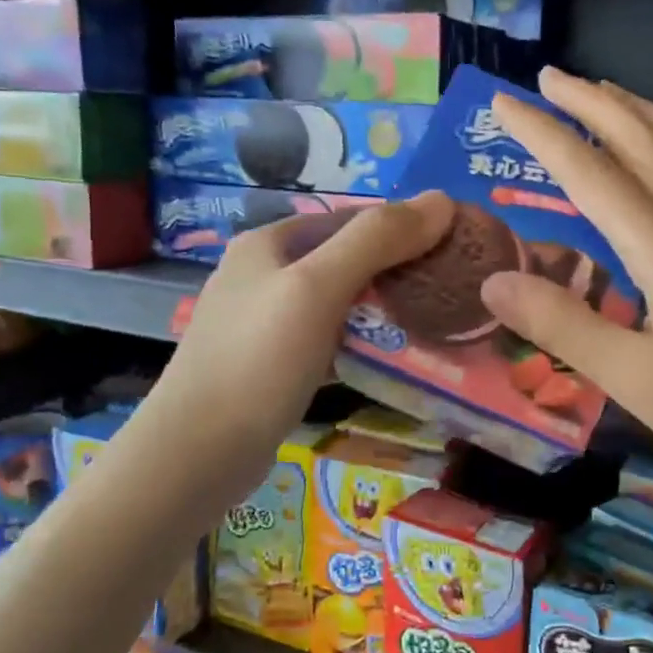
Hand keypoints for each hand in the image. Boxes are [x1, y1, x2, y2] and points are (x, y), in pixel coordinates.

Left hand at [136, 193, 452, 514]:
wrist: (197, 453)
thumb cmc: (258, 360)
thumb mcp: (318, 288)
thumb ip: (377, 240)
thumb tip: (443, 199)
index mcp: (270, 242)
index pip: (354, 218)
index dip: (405, 227)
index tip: (455, 250)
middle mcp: (264, 273)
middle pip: (346, 258)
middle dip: (397, 270)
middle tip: (450, 291)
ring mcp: (265, 320)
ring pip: (339, 301)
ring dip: (382, 308)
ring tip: (433, 322)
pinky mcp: (271, 362)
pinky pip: (328, 338)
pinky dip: (360, 341)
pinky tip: (390, 357)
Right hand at [480, 69, 652, 509]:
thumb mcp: (633, 378)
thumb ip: (562, 325)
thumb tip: (493, 280)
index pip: (591, 174)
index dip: (542, 134)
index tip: (502, 102)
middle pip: (643, 141)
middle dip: (592, 103)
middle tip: (548, 76)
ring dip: (641, 111)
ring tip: (606, 93)